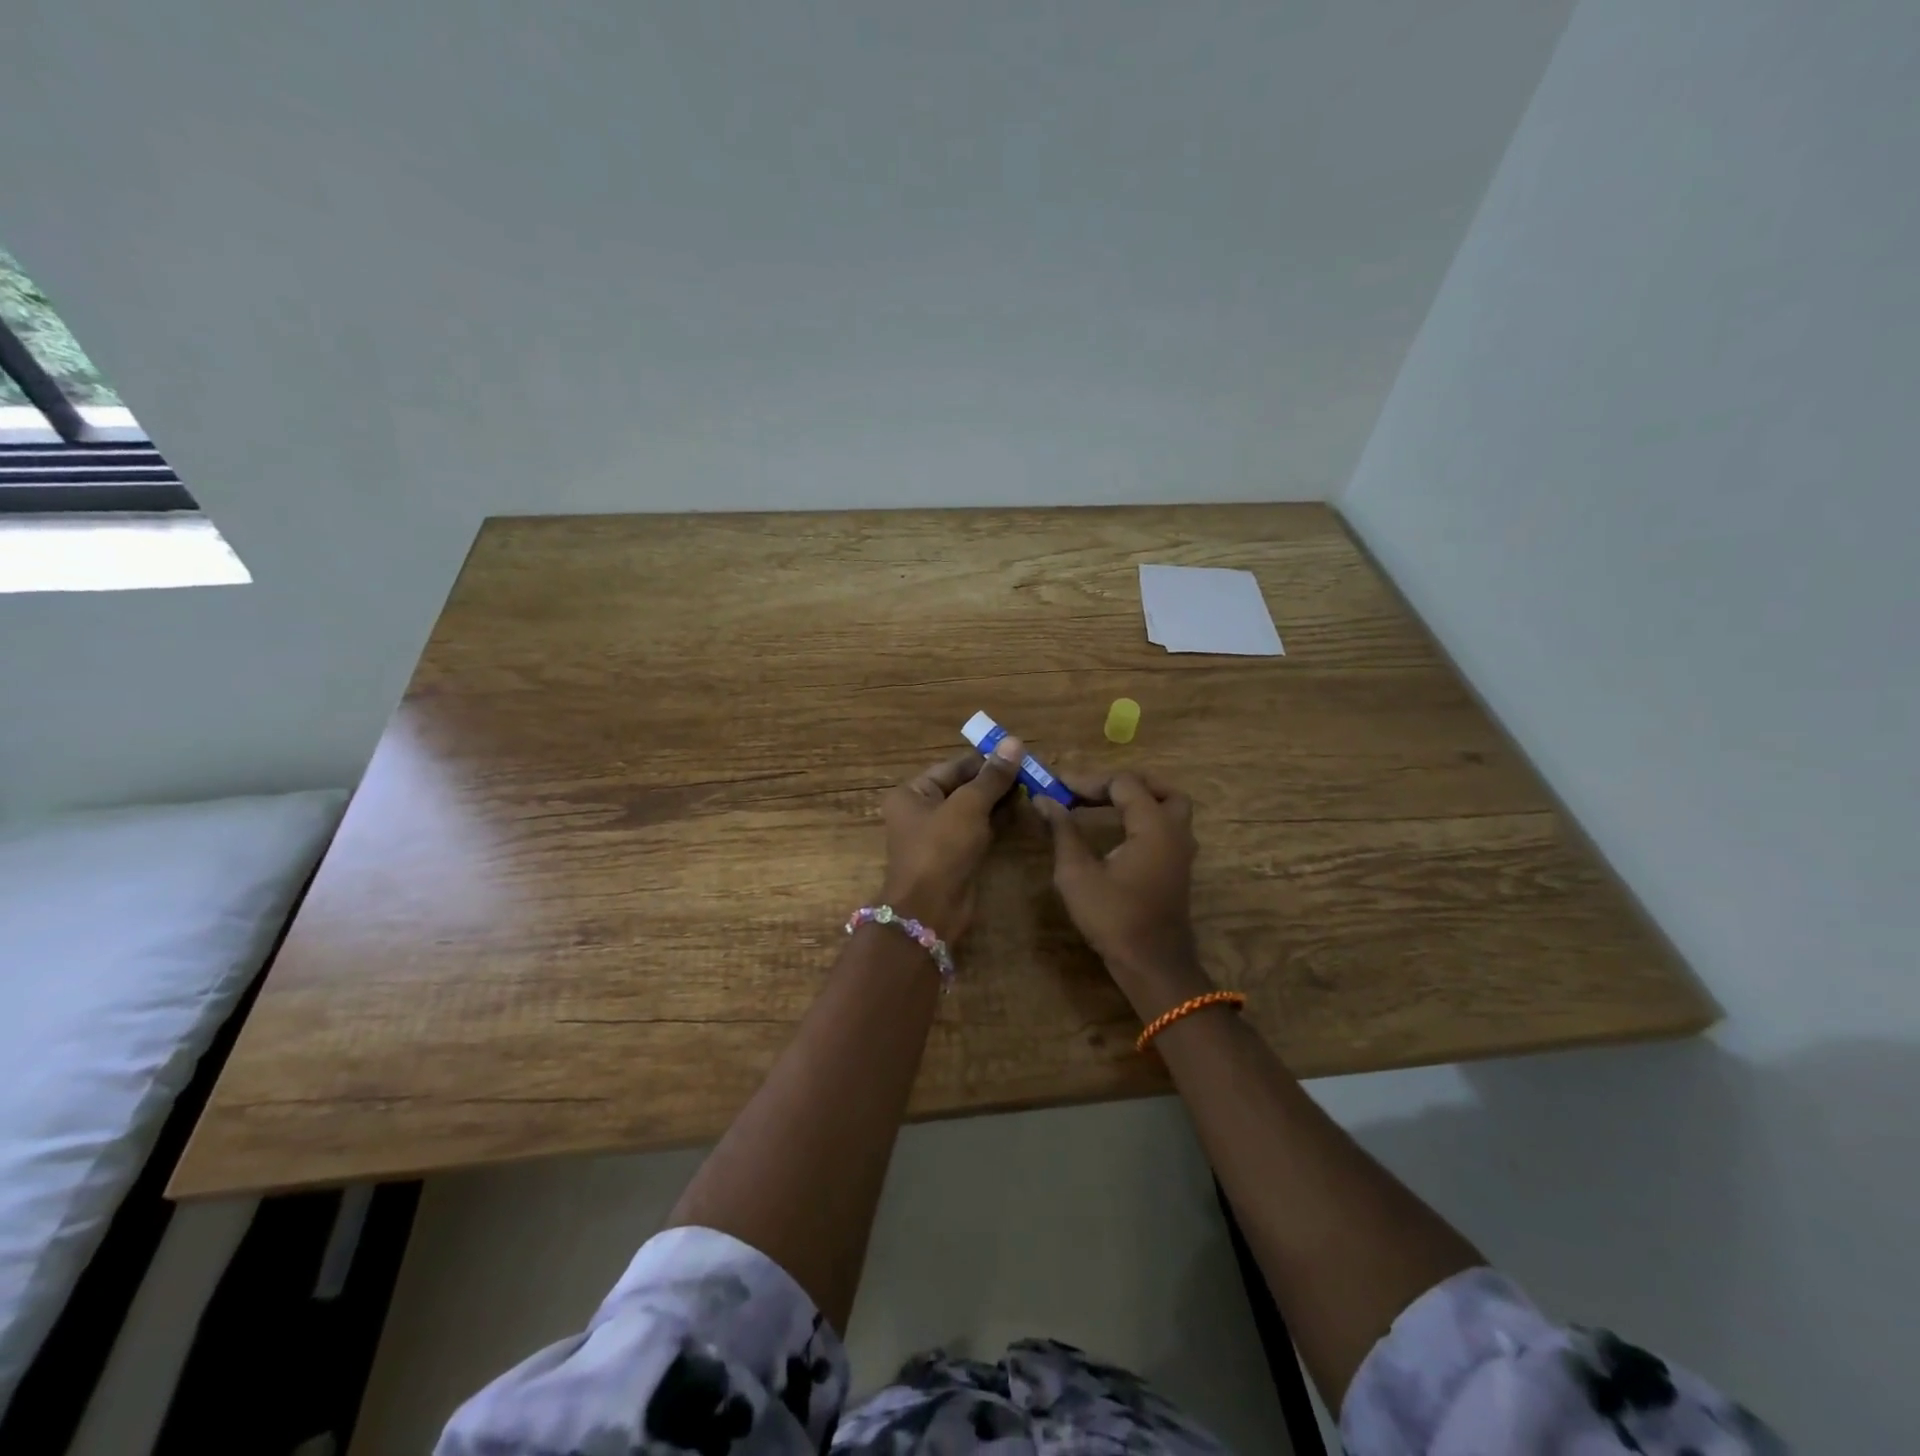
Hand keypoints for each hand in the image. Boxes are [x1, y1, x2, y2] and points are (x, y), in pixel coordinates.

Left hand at [878, 738, 1024, 942]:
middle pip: (964, 786)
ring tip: (1033, 787)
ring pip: (974, 809)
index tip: (1019, 752)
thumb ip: (992, 777)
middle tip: (1032, 770)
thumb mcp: (968, 807)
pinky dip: (998, 821)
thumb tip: (1014, 742)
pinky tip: (1023, 811)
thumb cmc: (941, 849)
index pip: (954, 766)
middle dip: (996, 780)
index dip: (986, 759)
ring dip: (1000, 799)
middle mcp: (922, 810)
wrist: (930, 911)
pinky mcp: (956, 855)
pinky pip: (979, 830)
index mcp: (913, 792)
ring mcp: (940, 835)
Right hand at [1035, 772, 1208, 1011]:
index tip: (1058, 788)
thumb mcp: (1077, 873)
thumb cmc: (1113, 918)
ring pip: (1169, 807)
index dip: (1089, 781)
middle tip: (1088, 791)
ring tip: (1102, 805)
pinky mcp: (1178, 868)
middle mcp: (1175, 831)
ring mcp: (1182, 851)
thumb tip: (1044, 799)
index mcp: (1153, 826)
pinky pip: (1167, 827)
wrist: (1152, 965)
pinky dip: (1144, 818)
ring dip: (1138, 799)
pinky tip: (1116, 831)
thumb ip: (1063, 831)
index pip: (1124, 783)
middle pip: (1158, 788)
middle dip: (1121, 784)